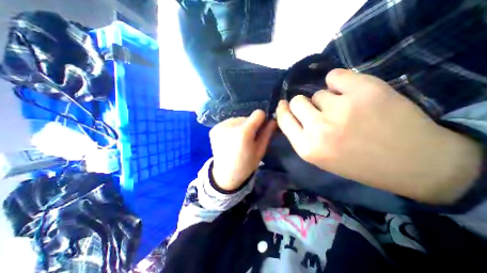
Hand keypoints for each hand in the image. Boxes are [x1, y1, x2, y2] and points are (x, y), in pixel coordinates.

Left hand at [210, 110, 277, 190]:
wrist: (225, 175)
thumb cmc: (246, 165)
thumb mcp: (260, 150)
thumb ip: (267, 133)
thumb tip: (272, 120)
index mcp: (244, 133)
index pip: (258, 113)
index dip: (261, 120)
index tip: (260, 128)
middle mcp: (230, 126)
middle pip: (247, 117)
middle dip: (250, 126)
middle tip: (248, 140)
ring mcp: (220, 126)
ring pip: (238, 120)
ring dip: (240, 127)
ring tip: (238, 141)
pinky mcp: (214, 128)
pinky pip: (228, 123)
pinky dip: (232, 129)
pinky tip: (230, 140)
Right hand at [275, 69, 479, 203]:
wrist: (412, 163)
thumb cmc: (358, 163)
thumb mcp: (319, 157)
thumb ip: (301, 136)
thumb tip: (290, 113)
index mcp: (307, 148)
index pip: (283, 119)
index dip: (283, 110)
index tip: (284, 104)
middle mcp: (318, 129)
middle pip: (297, 101)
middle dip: (303, 104)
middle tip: (318, 110)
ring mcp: (341, 109)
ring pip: (318, 93)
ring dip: (327, 99)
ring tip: (345, 109)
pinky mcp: (364, 91)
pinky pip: (335, 76)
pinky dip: (339, 81)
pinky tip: (351, 92)